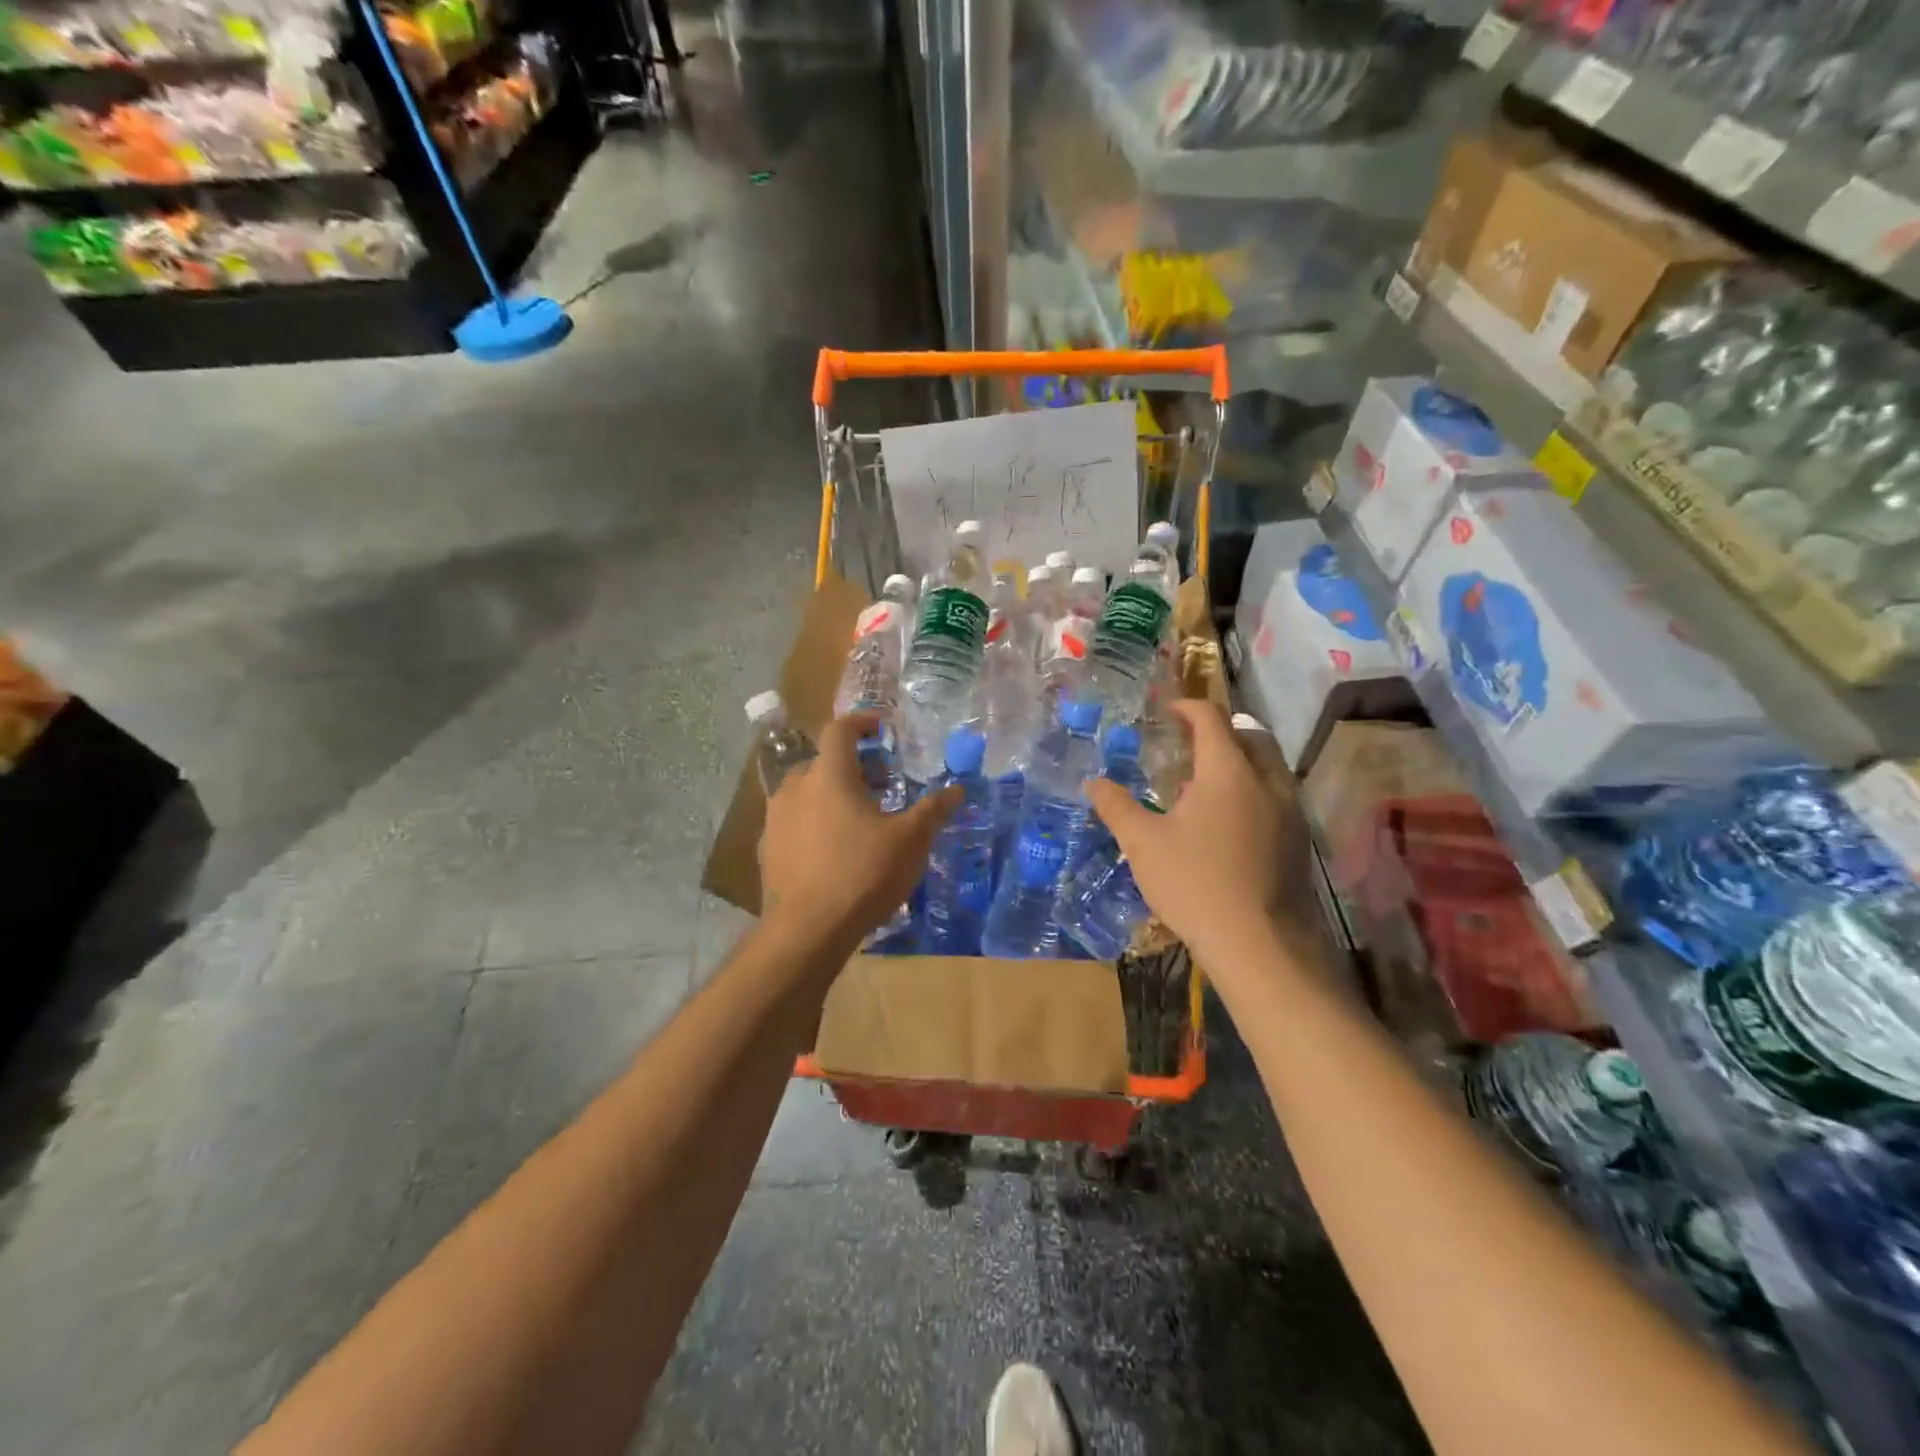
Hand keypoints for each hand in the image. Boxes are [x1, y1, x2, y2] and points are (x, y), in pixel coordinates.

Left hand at [759, 712, 959, 952]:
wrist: (807, 931)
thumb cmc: (862, 874)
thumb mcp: (910, 841)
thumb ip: (933, 810)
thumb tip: (958, 789)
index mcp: (829, 775)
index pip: (840, 728)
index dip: (862, 721)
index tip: (882, 729)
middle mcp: (795, 787)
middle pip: (824, 761)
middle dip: (853, 765)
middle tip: (882, 783)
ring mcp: (775, 818)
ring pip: (807, 791)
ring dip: (833, 794)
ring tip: (860, 817)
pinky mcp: (767, 848)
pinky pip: (795, 821)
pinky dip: (816, 821)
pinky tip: (834, 849)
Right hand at [1087, 700, 1308, 971]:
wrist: (1259, 945)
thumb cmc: (1194, 883)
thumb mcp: (1142, 844)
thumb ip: (1116, 806)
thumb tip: (1093, 782)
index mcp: (1228, 771)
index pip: (1211, 718)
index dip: (1187, 707)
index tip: (1168, 710)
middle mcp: (1267, 781)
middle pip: (1249, 736)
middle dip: (1219, 732)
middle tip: (1188, 746)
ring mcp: (1290, 811)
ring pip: (1267, 768)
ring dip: (1238, 763)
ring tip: (1204, 787)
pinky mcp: (1299, 841)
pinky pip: (1276, 797)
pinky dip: (1252, 792)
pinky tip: (1227, 825)